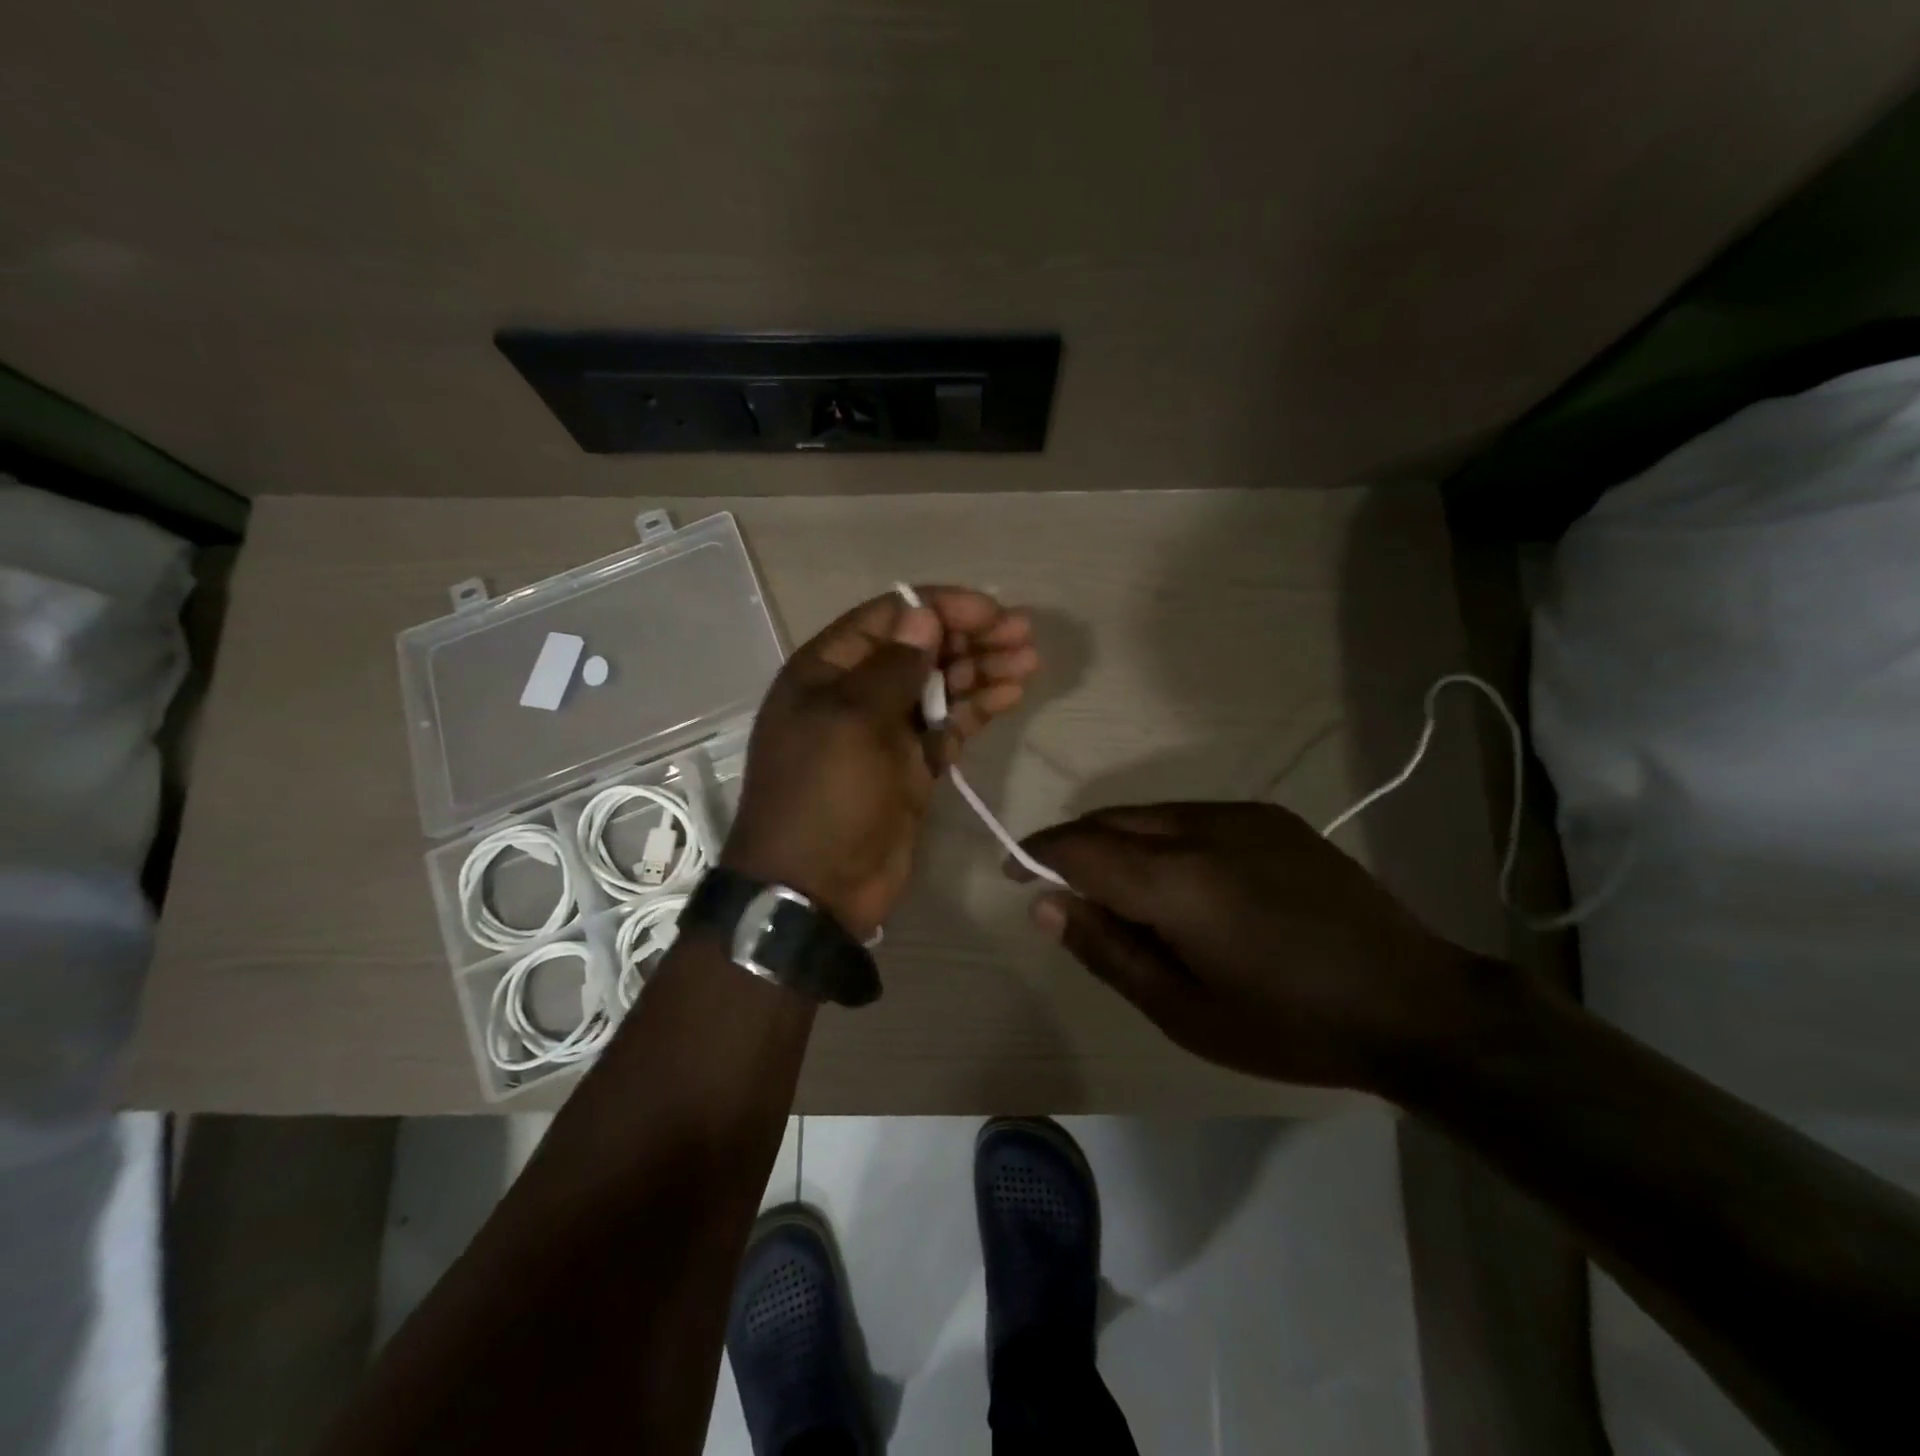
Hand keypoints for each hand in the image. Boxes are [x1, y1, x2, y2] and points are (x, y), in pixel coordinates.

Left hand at [725, 587, 1039, 940]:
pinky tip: (1011, 693)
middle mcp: (857, 692)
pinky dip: (978, 707)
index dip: (941, 609)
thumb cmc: (826, 795)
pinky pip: (949, 724)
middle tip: (1023, 634)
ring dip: (982, 669)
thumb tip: (923, 616)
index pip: (890, 618)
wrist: (817, 888)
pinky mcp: (913, 765)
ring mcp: (887, 731)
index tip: (992, 611)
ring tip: (1028, 660)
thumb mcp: (853, 721)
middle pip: (920, 649)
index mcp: (828, 670)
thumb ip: (893, 666)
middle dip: (970, 637)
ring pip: (940, 685)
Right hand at [1012, 801, 1526, 1091]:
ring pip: (1150, 813)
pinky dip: (1162, 838)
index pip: (1080, 847)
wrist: (1413, 1003)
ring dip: (1120, 841)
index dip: (1037, 854)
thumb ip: (1107, 949)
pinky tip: (1184, 881)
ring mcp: (1242, 815)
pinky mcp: (1271, 817)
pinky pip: (1191, 815)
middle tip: (1066, 890)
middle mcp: (1202, 828)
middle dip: (1075, 845)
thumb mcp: (1183, 1012)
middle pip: (1111, 819)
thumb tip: (1046, 903)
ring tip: (1125, 892)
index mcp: (1176, 881)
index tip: (1015, 872)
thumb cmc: (1288, 1025)